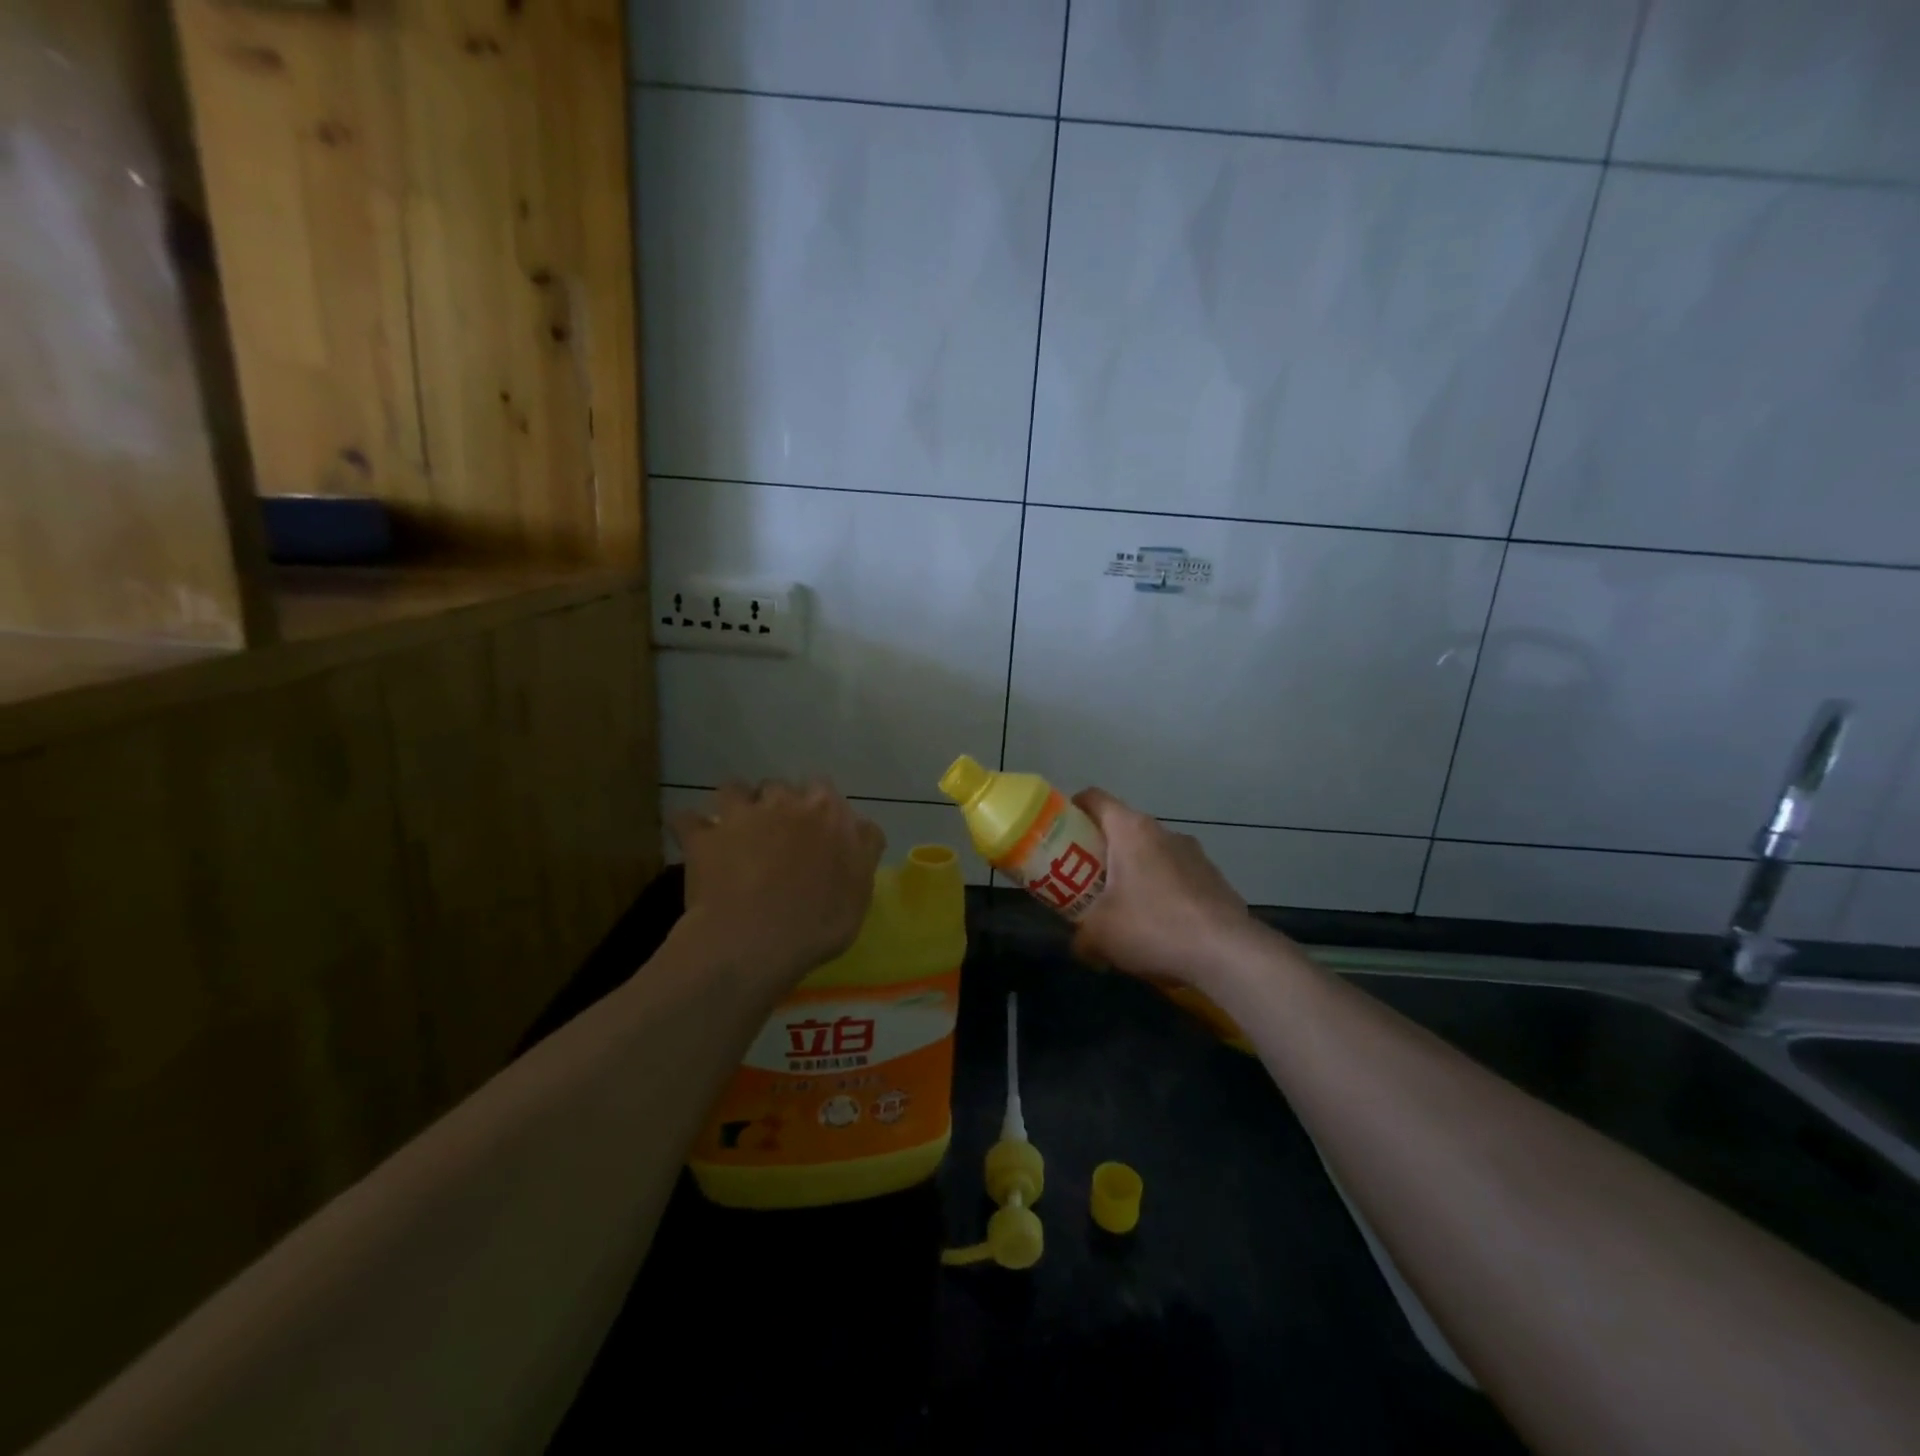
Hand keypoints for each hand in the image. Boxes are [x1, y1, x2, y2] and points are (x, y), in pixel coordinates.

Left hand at [670, 780, 883, 992]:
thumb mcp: (861, 890)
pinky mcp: (702, 837)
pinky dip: (691, 828)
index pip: (825, 789)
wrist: (755, 941)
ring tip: (736, 831)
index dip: (819, 808)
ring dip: (736, 805)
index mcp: (827, 812)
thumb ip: (863, 850)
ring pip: (734, 789)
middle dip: (778, 805)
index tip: (817, 832)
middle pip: (780, 787)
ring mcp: (740, 816)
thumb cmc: (818, 922)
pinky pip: (687, 819)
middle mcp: (783, 802)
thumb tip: (861, 828)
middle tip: (778, 837)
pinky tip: (694, 842)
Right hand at [1070, 787, 1250, 987]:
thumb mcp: (1099, 935)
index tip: (1060, 831)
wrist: (1227, 953)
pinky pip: (1178, 877)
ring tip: (1125, 909)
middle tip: (1084, 878)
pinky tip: (1161, 927)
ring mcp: (1195, 854)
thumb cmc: (1153, 927)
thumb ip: (1080, 936)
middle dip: (1102, 850)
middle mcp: (1164, 832)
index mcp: (1131, 831)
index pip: (1095, 798)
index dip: (1073, 809)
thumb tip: (1078, 943)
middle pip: (1124, 828)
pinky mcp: (1214, 879)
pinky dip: (1163, 892)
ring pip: (1153, 853)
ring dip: (1136, 872)